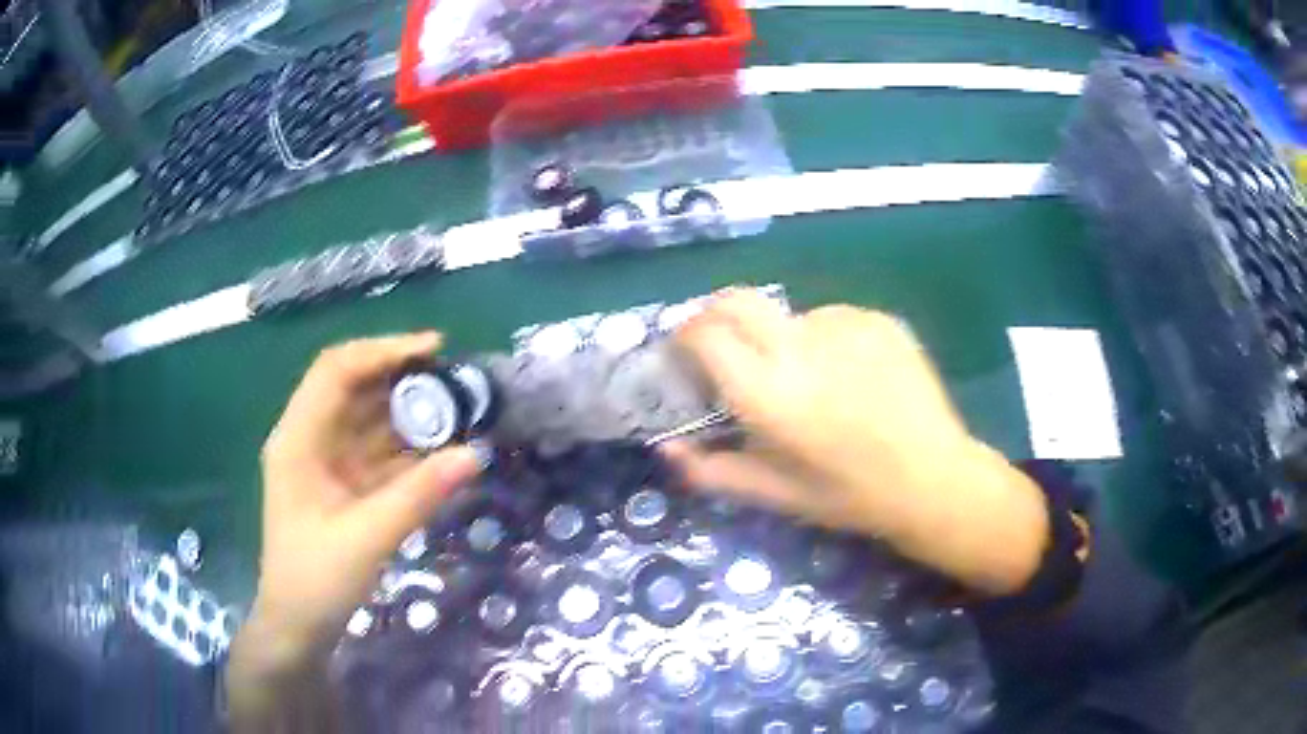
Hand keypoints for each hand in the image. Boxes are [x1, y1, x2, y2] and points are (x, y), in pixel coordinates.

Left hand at [230, 334, 482, 722]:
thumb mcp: (367, 539)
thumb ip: (419, 495)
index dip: (382, 351)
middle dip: (402, 379)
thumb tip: (475, 454)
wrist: (298, 625)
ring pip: (369, 419)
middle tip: (456, 380)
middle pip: (354, 387)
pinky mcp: (342, 483)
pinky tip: (441, 449)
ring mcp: (326, 461)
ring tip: (458, 409)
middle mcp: (309, 438)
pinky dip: (408, 447)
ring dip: (409, 412)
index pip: (336, 371)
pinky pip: (377, 452)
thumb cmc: (317, 581)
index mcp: (298, 439)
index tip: (434, 348)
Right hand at [665, 291, 1048, 594]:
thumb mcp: (776, 495)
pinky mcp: (877, 319)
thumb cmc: (850, 496)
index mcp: (770, 394)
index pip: (705, 334)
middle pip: (737, 300)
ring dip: (780, 338)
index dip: (685, 336)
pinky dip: (824, 340)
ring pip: (788, 315)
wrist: (934, 478)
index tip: (685, 353)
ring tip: (809, 380)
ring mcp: (844, 325)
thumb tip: (667, 449)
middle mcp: (802, 346)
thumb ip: (713, 471)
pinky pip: (831, 319)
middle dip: (716, 316)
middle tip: (723, 347)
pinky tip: (850, 376)